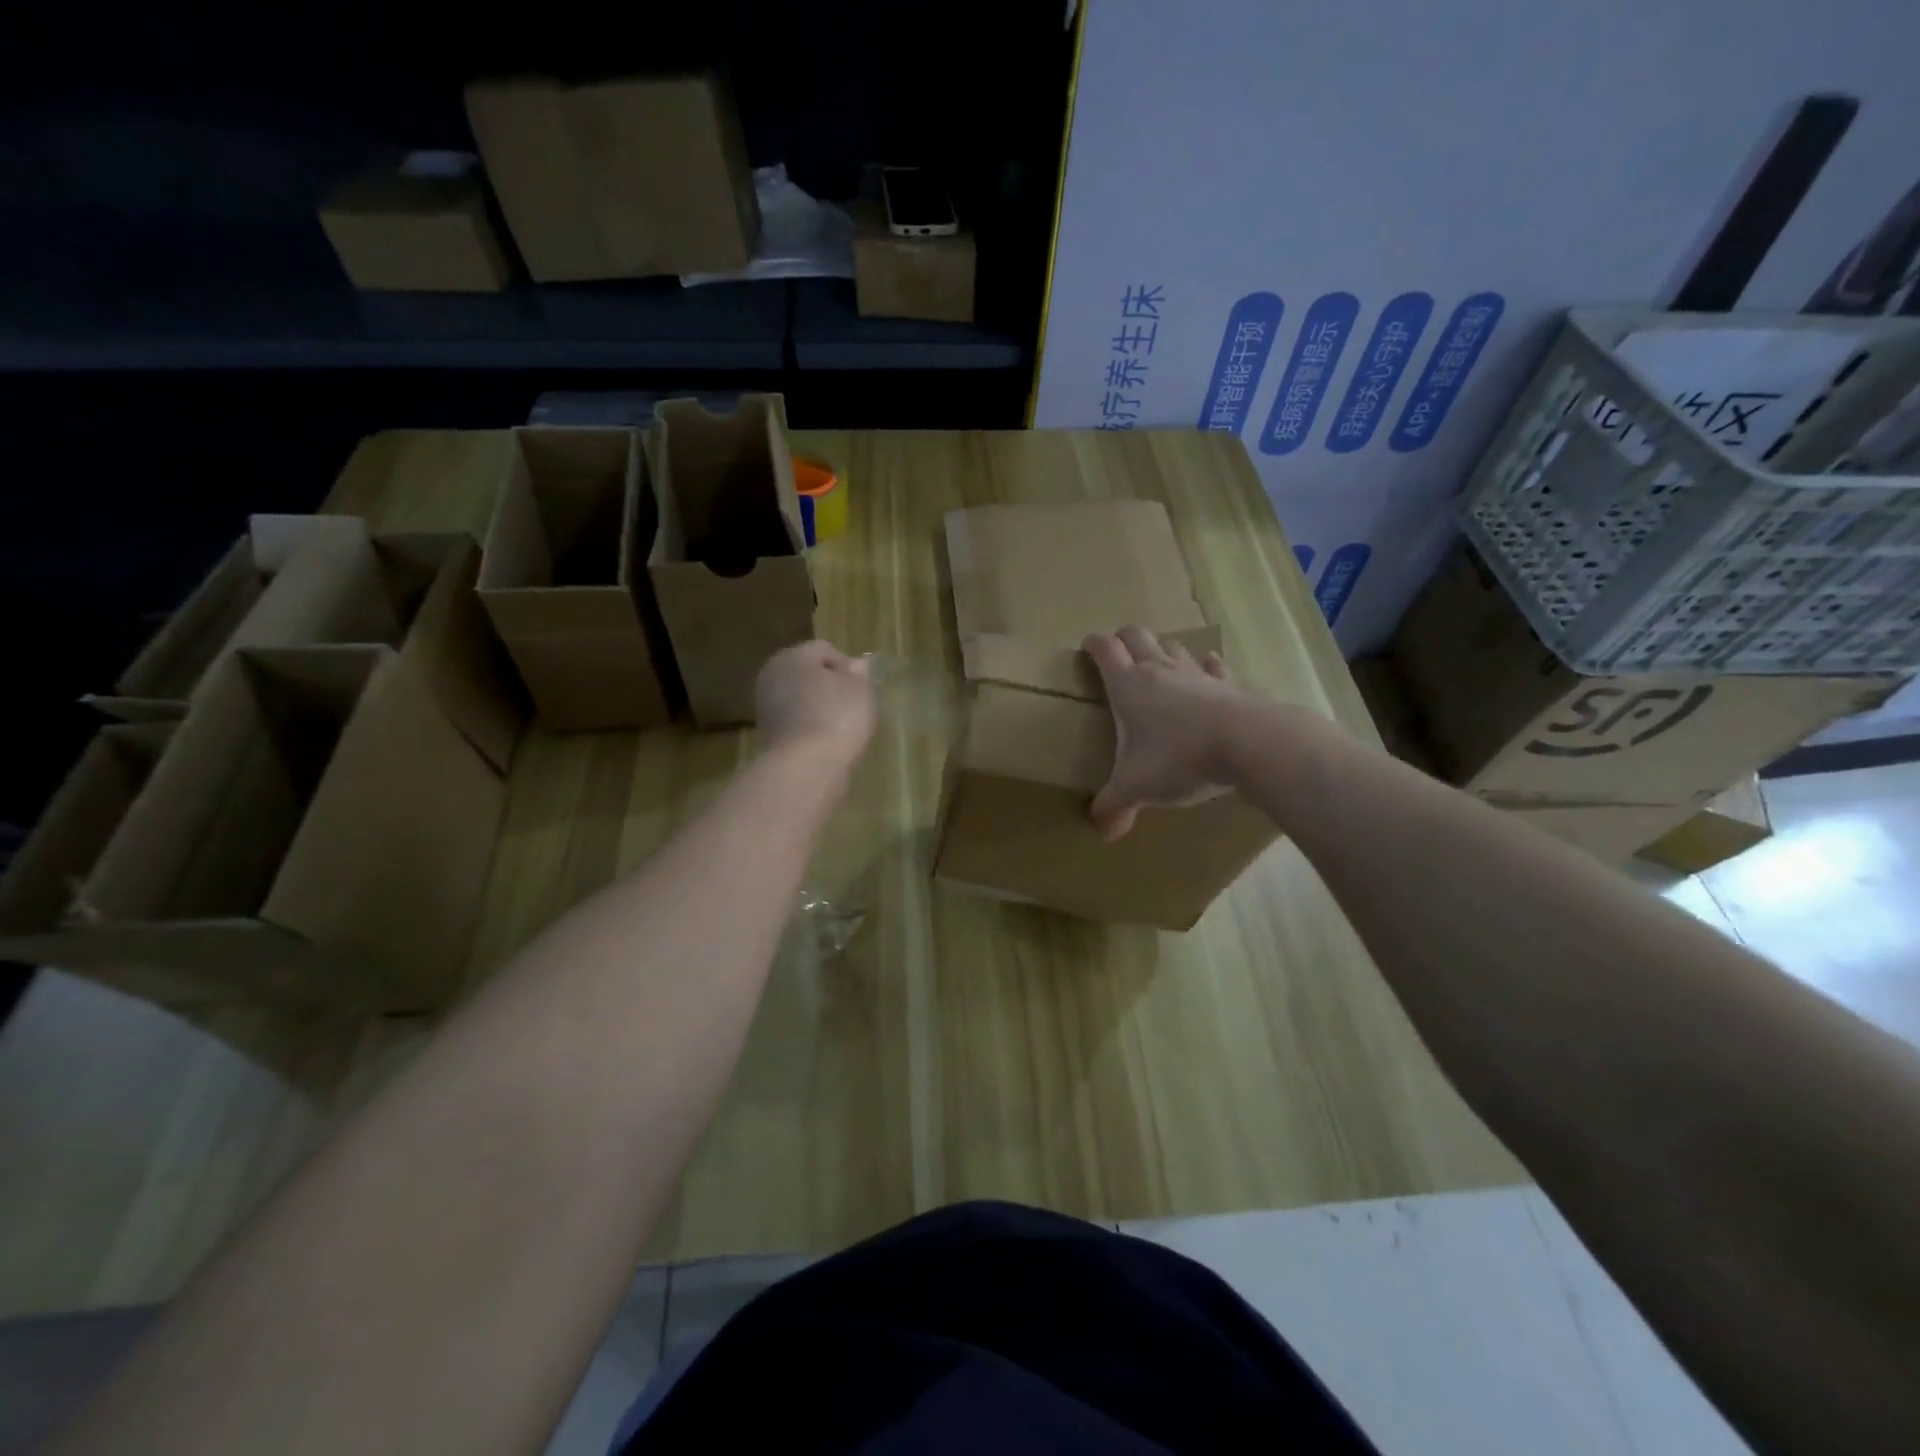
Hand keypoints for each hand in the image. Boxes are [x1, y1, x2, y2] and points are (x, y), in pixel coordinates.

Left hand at [756, 639, 876, 766]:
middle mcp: (773, 675)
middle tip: (853, 705)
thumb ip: (858, 674)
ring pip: (800, 697)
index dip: (847, 666)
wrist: (806, 765)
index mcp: (793, 656)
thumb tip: (856, 665)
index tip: (861, 689)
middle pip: (807, 673)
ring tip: (842, 726)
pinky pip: (796, 720)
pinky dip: (810, 726)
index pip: (824, 650)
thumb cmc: (837, 717)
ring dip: (819, 707)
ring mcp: (766, 705)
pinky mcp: (768, 733)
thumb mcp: (860, 690)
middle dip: (830, 685)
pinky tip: (826, 740)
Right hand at [1081, 626, 1248, 839]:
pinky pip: (1213, 667)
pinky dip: (1206, 667)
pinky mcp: (1227, 685)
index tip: (1086, 649)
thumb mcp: (1136, 787)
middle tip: (1118, 655)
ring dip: (1162, 650)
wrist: (1247, 744)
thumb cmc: (1178, 758)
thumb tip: (1100, 831)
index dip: (1092, 644)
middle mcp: (1159, 670)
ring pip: (1173, 647)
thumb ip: (1114, 806)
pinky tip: (1208, 671)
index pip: (1104, 649)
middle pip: (1137, 635)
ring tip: (1158, 665)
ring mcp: (1196, 674)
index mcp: (1128, 685)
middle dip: (1124, 639)